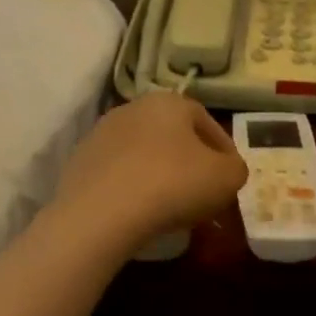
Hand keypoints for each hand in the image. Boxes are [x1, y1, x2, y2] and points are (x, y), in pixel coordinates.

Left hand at [54, 93, 247, 251]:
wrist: (101, 213)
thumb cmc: (173, 185)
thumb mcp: (227, 178)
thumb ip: (236, 168)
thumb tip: (228, 169)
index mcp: (169, 102)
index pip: (206, 121)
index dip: (224, 150)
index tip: (230, 177)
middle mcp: (132, 108)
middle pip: (172, 136)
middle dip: (190, 162)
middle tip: (203, 192)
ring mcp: (101, 134)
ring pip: (144, 154)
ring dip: (160, 174)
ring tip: (171, 206)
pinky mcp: (80, 163)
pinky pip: (119, 174)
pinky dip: (134, 188)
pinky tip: (141, 212)